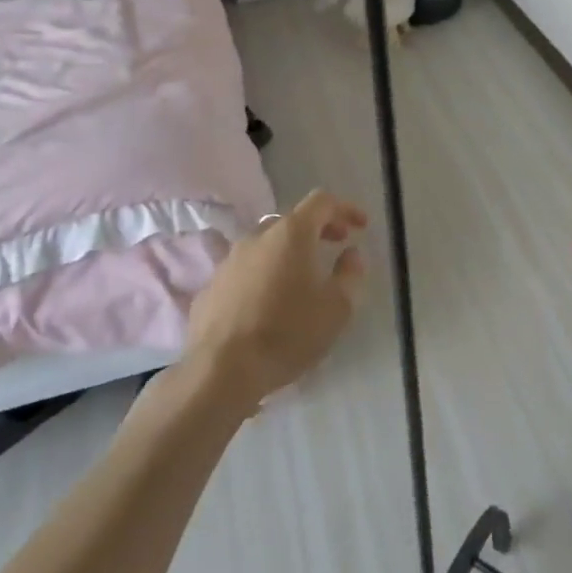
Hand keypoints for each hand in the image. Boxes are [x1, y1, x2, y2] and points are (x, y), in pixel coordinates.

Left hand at [184, 190, 369, 406]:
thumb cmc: (287, 333)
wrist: (220, 371)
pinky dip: (263, 275)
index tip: (361, 226)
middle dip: (317, 229)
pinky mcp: (210, 287)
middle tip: (336, 245)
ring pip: (265, 245)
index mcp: (291, 233)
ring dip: (287, 253)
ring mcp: (229, 261)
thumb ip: (350, 274)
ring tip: (301, 278)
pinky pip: (244, 271)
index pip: (322, 202)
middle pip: (292, 220)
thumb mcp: (337, 308)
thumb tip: (351, 254)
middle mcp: (257, 237)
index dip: (345, 208)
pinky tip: (268, 304)